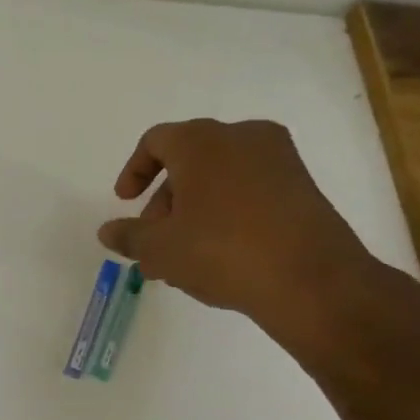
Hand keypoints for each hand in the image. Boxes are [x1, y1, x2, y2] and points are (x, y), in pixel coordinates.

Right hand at [96, 119, 393, 352]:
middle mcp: (242, 138)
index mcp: (201, 141)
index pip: (155, 141)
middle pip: (188, 160)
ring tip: (183, 256)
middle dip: (164, 199)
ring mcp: (279, 160)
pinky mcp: (303, 187)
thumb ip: (129, 236)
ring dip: (194, 210)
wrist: (312, 281)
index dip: (134, 171)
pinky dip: (226, 213)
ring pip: (219, 177)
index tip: (125, 203)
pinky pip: (249, 190)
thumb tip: (108, 231)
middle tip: (154, 239)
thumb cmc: (221, 251)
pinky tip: (219, 255)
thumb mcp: (159, 249)